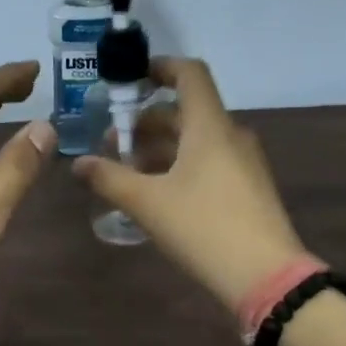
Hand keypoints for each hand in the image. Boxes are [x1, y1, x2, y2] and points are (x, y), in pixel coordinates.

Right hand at [74, 58, 306, 311]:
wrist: (267, 277)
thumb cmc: (204, 227)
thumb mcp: (147, 203)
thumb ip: (110, 178)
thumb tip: (78, 163)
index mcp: (210, 126)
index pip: (190, 74)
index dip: (159, 68)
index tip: (129, 81)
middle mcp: (230, 135)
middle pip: (185, 112)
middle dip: (144, 123)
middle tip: (111, 145)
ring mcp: (243, 163)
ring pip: (195, 140)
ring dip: (159, 148)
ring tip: (127, 173)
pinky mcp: (247, 189)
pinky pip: (208, 162)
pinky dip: (179, 166)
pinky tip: (156, 195)